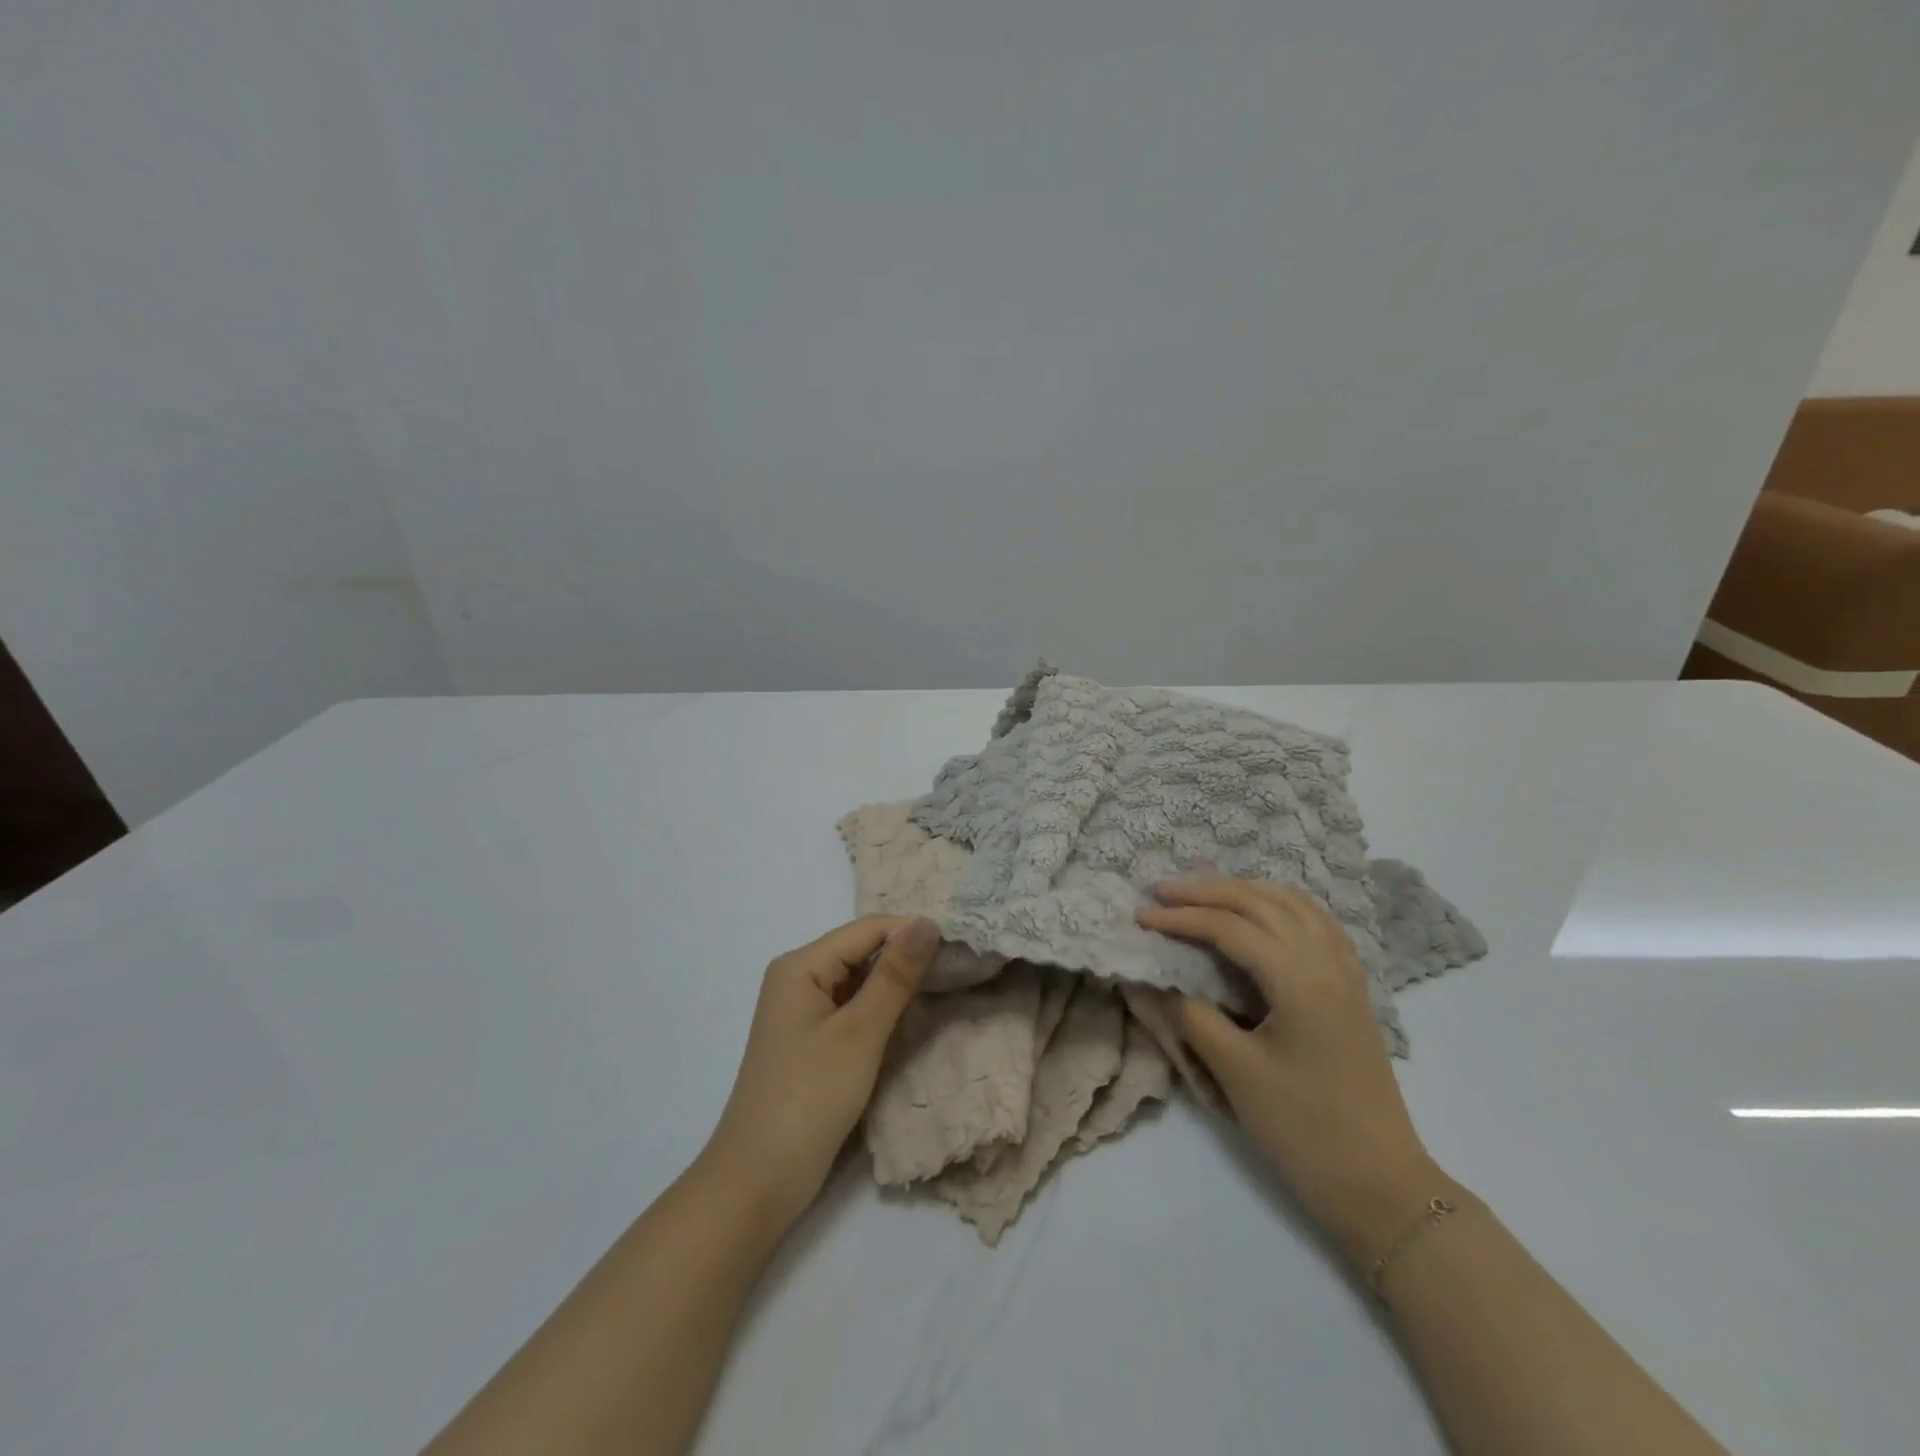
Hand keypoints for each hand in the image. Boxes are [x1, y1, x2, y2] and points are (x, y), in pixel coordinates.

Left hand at [699, 916, 939, 1236]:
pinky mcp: (810, 1041)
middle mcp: (798, 978)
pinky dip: (880, 1012)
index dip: (912, 933)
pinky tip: (911, 1020)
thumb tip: (927, 922)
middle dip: (906, 959)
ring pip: (859, 982)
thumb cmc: (808, 1100)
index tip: (961, 947)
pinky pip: (851, 1009)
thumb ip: (895, 976)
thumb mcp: (860, 1034)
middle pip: (861, 951)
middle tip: (960, 969)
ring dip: (895, 987)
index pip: (867, 929)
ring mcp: (802, 1011)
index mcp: (801, 966)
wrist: (757, 1183)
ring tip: (945, 989)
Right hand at [1136, 878, 1447, 1267]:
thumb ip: (1191, 1015)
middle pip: (1260, 902)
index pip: (1230, 928)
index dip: (1181, 918)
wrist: (1380, 1183)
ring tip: (1202, 893)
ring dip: (1243, 890)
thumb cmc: (1305, 1130)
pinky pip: (1314, 921)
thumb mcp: (1237, 1072)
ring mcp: (1346, 971)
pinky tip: (1260, 912)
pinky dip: (1279, 904)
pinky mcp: (1352, 986)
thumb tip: (1156, 979)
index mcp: (1300, 980)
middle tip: (1161, 891)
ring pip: (1292, 903)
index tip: (1141, 918)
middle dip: (1206, 890)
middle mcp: (1326, 961)